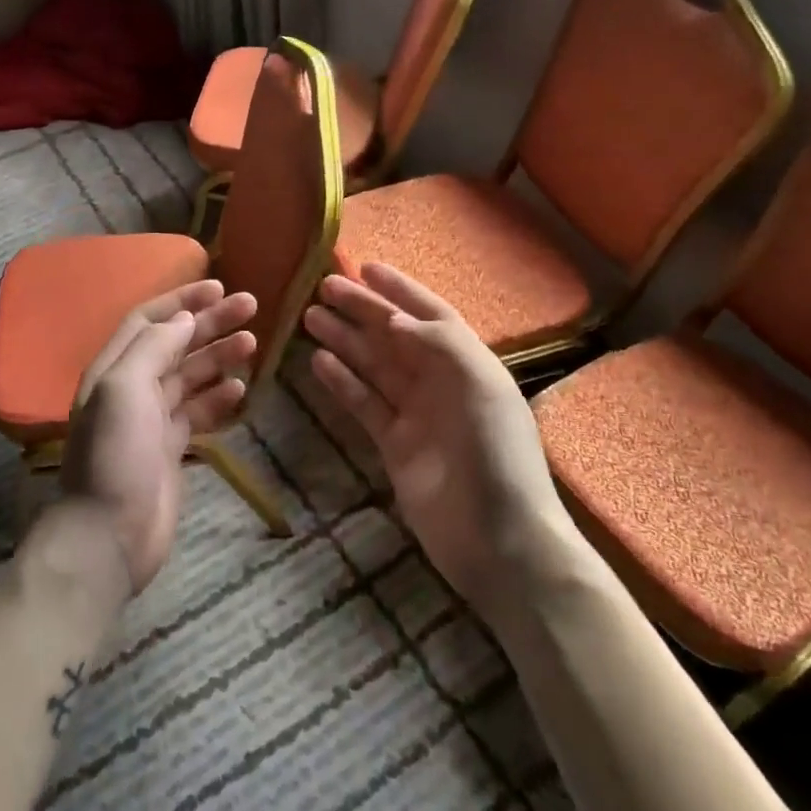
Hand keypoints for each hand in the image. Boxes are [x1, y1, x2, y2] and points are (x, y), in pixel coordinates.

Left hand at [62, 281, 257, 591]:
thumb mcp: (124, 388)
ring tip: (253, 345)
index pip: (149, 320)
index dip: (182, 300)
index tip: (219, 287)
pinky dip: (219, 399)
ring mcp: (152, 420)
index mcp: (114, 367)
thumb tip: (184, 319)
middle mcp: (131, 387)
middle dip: (211, 324)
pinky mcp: (170, 448)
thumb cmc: (116, 454)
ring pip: (191, 376)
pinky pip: (198, 412)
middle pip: (175, 344)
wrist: (109, 535)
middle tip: (251, 307)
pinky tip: (240, 392)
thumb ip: (153, 347)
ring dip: (219, 357)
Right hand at [303, 264, 569, 605]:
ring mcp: (416, 414)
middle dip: (361, 310)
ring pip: (374, 366)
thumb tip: (394, 319)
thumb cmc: (495, 455)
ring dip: (345, 340)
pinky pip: (364, 403)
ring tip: (310, 318)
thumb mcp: (479, 387)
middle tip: (323, 288)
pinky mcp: (395, 445)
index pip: (429, 314)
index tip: (365, 267)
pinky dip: (342, 382)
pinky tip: (319, 362)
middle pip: (394, 336)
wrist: (500, 542)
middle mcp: (441, 382)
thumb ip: (438, 344)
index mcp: (467, 364)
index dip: (399, 289)